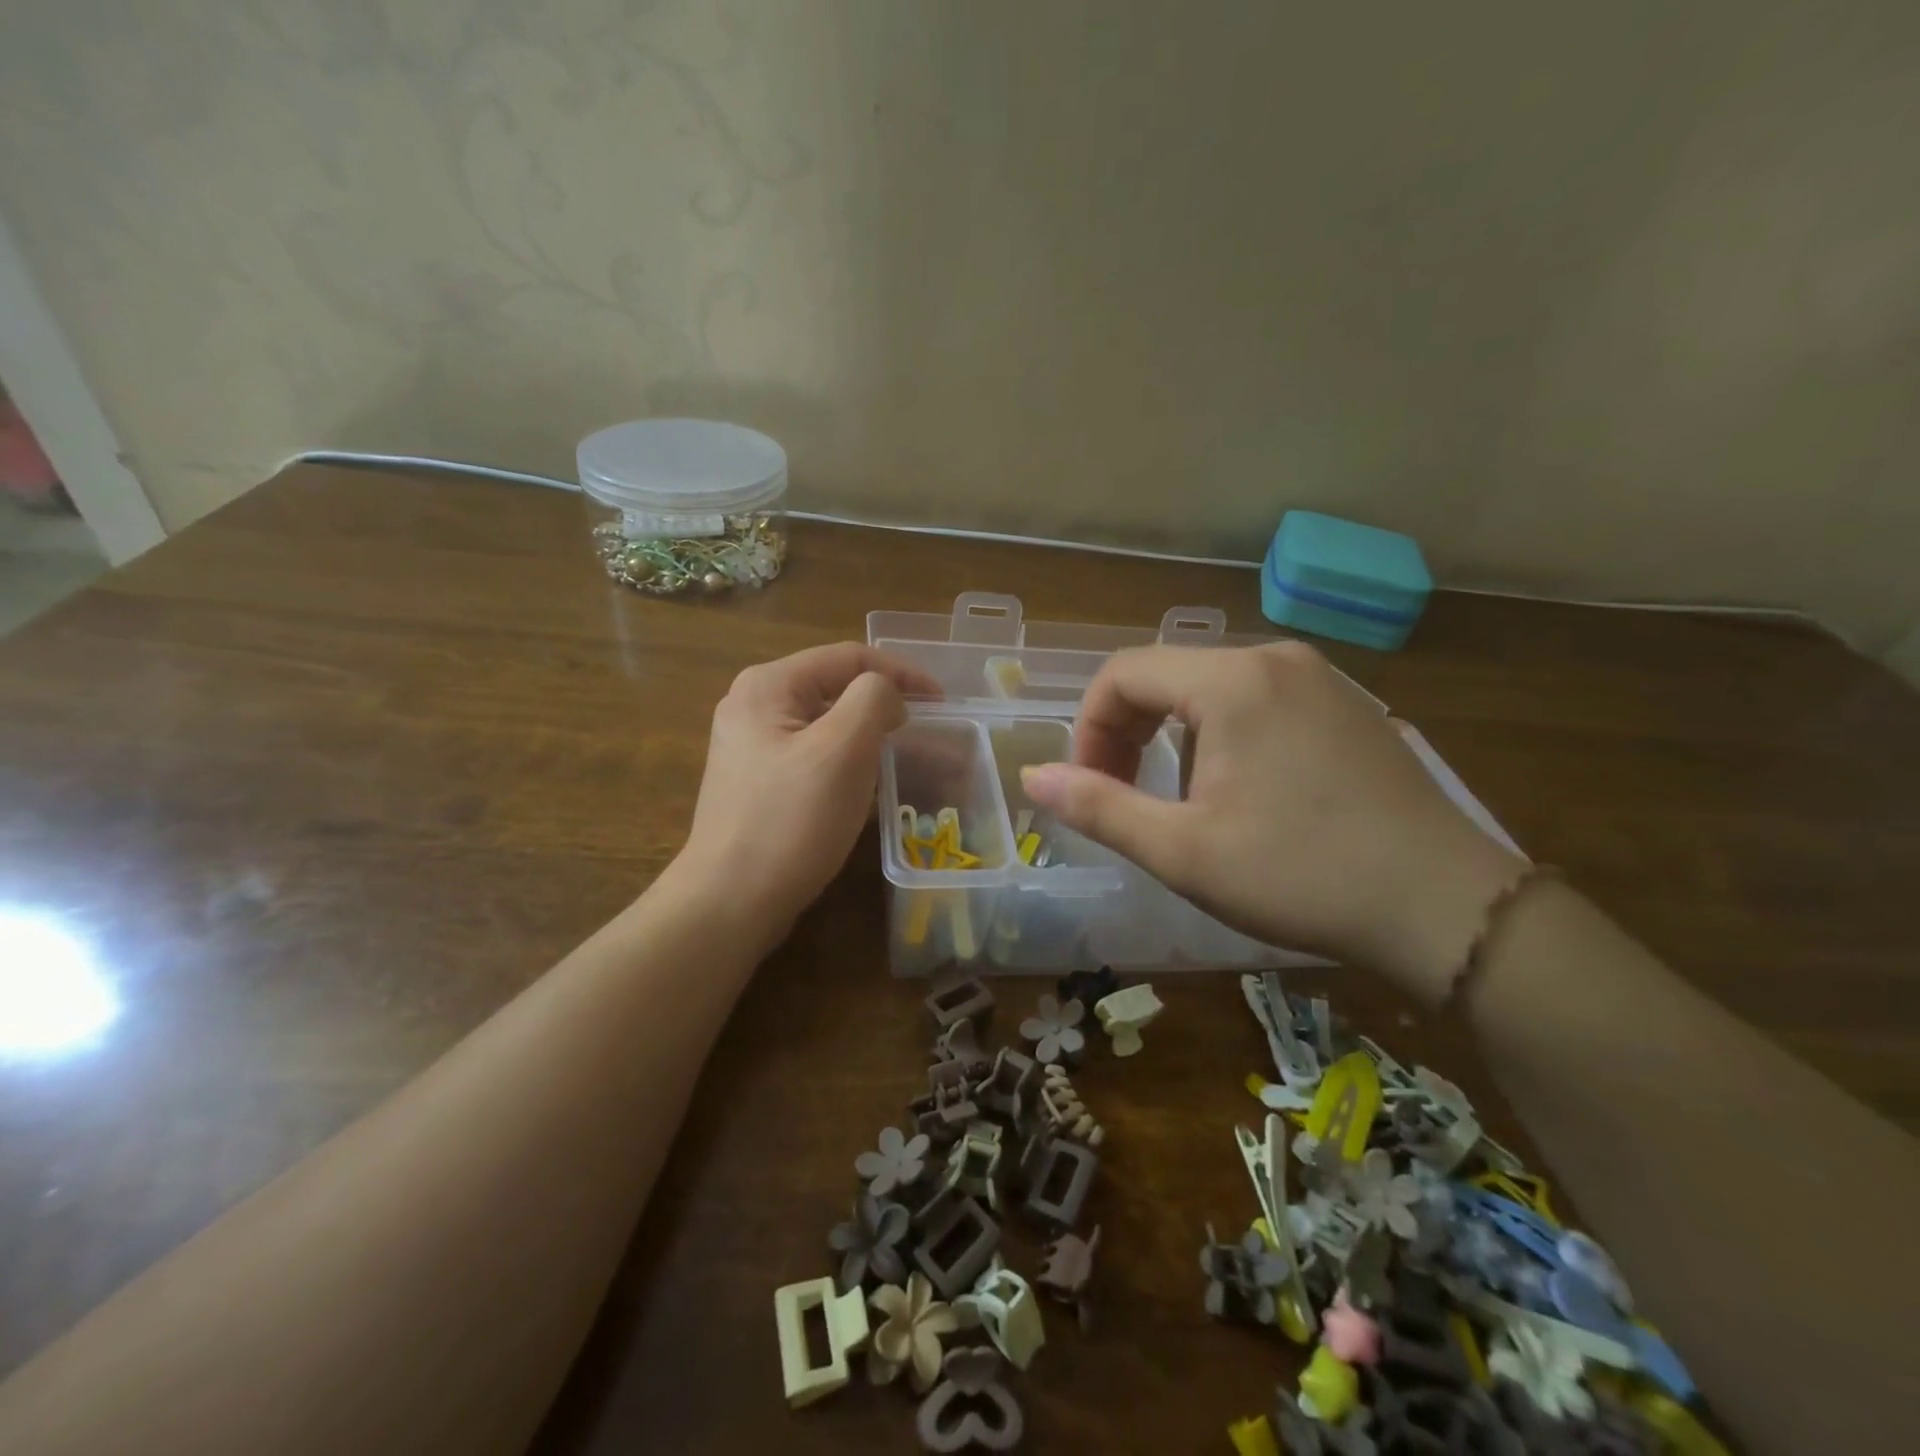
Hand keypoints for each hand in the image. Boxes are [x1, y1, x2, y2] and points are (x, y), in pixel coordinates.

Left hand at [671, 643, 941, 939]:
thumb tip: (886, 695)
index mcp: (768, 685)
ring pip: (824, 722)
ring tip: (900, 752)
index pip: (848, 656)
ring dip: (866, 731)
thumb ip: (874, 700)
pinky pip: (811, 753)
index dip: (902, 672)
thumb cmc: (792, 821)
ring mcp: (749, 745)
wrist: (731, 901)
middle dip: (883, 702)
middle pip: (834, 686)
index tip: (942, 701)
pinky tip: (862, 783)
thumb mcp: (843, 750)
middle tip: (925, 727)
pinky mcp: (756, 781)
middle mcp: (752, 705)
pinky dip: (844, 758)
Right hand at [1018, 643, 1525, 1002]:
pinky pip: (1256, 700)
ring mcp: (1319, 678)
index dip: (1088, 728)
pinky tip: (1238, 791)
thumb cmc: (1301, 876)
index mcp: (1232, 681)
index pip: (1123, 674)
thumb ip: (1098, 807)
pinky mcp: (1346, 705)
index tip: (1089, 787)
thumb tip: (1032, 776)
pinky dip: (1219, 734)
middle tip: (1122, 796)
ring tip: (1177, 800)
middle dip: (1125, 732)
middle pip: (1165, 674)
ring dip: (1170, 736)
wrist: (1446, 907)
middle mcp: (1275, 659)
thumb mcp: (1182, 852)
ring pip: (1209, 688)